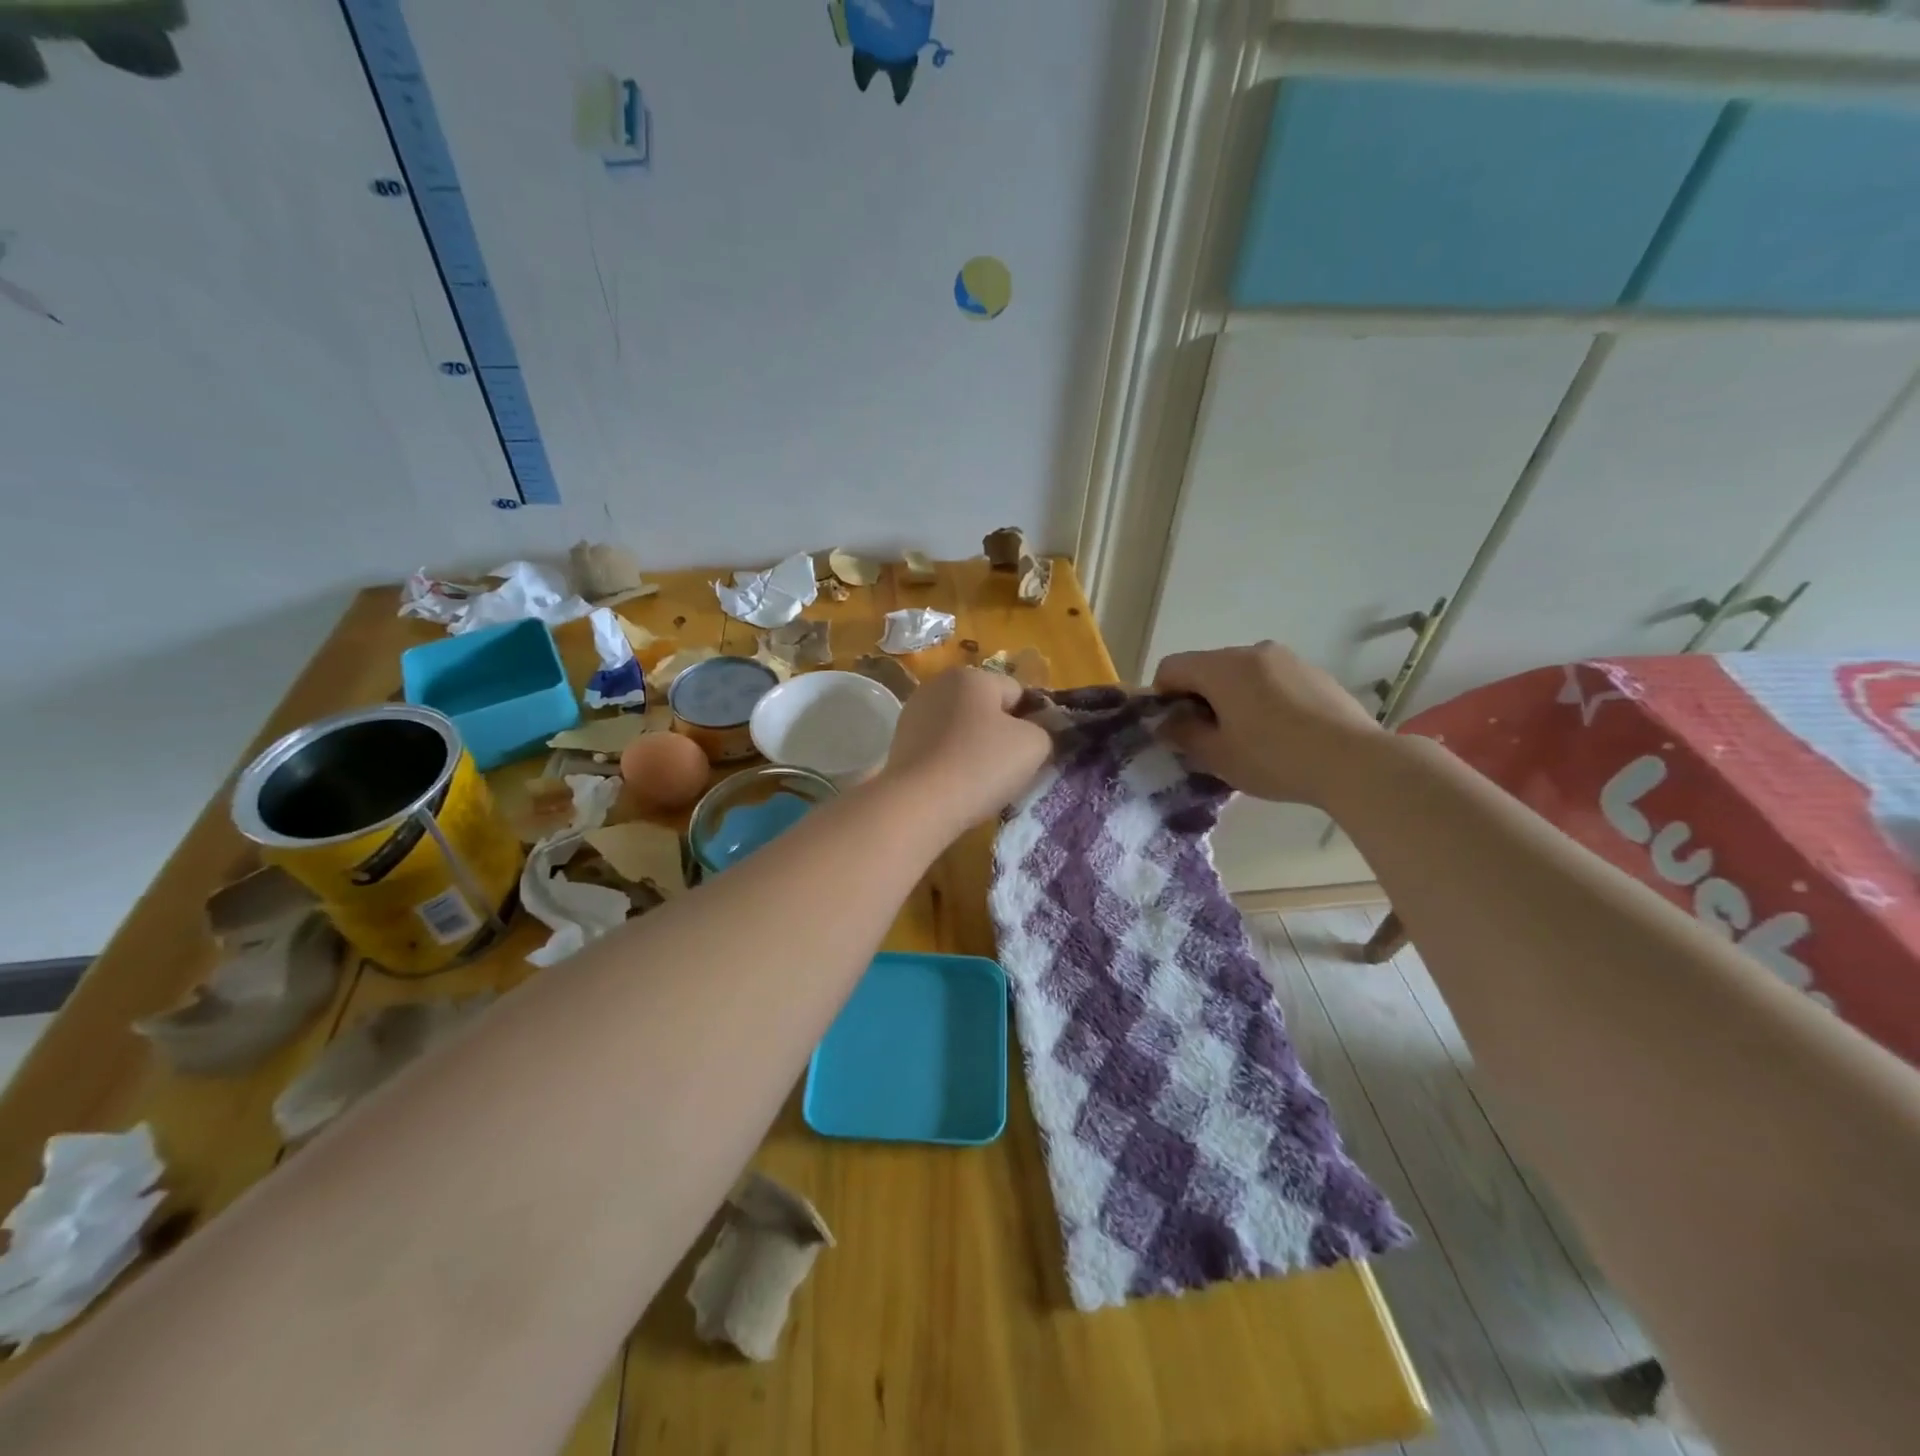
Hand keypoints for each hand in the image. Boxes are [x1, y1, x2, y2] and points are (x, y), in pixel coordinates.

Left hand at [878, 667, 1052, 829]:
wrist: (918, 804)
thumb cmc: (981, 765)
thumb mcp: (1034, 745)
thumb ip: (1044, 730)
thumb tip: (1034, 731)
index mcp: (972, 676)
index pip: (1018, 693)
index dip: (1033, 721)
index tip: (1034, 752)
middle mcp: (939, 684)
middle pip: (987, 708)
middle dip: (1001, 733)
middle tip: (1010, 768)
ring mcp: (914, 713)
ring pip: (962, 729)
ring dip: (974, 748)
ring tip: (980, 781)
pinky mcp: (900, 742)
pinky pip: (940, 747)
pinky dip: (951, 761)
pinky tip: (955, 784)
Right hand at [1152, 642, 1381, 806]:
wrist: (1354, 762)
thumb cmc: (1274, 758)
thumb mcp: (1217, 755)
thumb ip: (1183, 734)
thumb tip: (1166, 723)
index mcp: (1222, 667)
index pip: (1171, 667)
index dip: (1162, 697)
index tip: (1175, 729)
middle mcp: (1252, 651)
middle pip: (1207, 667)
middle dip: (1198, 698)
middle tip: (1209, 738)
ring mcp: (1287, 659)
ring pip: (1240, 673)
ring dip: (1231, 698)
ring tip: (1247, 737)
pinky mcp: (1314, 672)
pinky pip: (1271, 680)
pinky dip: (1262, 699)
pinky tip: (1280, 733)